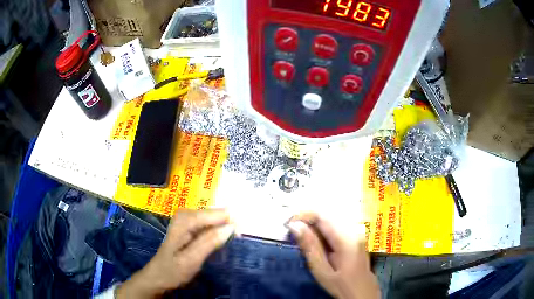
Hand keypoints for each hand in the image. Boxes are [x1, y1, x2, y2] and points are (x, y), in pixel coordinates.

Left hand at [117, 209, 234, 298]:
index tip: (242, 236)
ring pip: (214, 219)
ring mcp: (188, 219)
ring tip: (232, 241)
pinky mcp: (190, 227)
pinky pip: (210, 225)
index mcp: (185, 219)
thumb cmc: (173, 270)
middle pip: (215, 214)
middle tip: (238, 240)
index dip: (231, 223)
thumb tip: (231, 227)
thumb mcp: (191, 259)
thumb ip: (210, 242)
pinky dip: (218, 232)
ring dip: (225, 229)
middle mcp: (186, 214)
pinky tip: (221, 241)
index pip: (216, 214)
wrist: (159, 276)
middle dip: (229, 225)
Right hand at [286, 213, 379, 298]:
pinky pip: (336, 226)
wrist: (362, 291)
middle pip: (327, 215)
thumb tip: (295, 225)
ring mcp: (357, 232)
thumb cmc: (341, 284)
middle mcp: (354, 230)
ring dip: (314, 225)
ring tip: (302, 237)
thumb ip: (310, 247)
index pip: (322, 215)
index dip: (303, 215)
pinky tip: (317, 241)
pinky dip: (323, 230)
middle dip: (308, 220)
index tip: (288, 224)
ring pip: (331, 219)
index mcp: (346, 238)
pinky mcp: (357, 236)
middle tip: (293, 232)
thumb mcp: (322, 270)